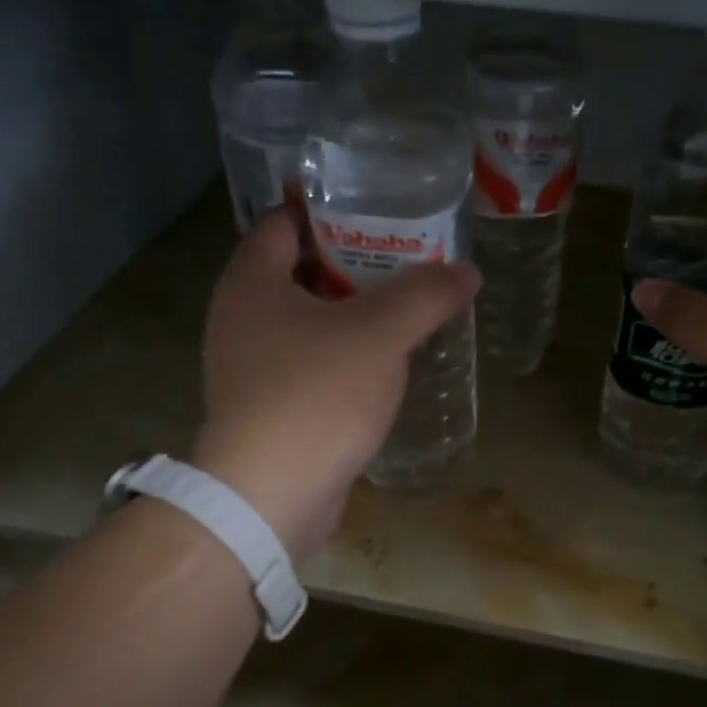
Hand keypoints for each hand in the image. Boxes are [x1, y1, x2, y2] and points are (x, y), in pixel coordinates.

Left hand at [191, 209, 480, 560]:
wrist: (270, 495)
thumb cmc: (316, 396)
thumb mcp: (380, 334)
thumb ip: (424, 296)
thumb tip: (466, 272)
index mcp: (251, 283)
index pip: (284, 222)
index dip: (328, 211)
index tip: (376, 211)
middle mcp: (239, 320)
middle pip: (297, 274)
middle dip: (349, 266)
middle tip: (404, 262)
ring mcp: (249, 370)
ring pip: (304, 326)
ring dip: (348, 318)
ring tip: (402, 312)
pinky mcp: (266, 412)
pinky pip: (307, 368)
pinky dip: (340, 360)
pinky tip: (381, 369)